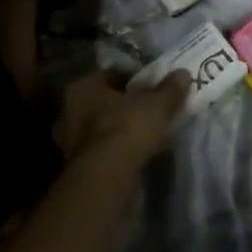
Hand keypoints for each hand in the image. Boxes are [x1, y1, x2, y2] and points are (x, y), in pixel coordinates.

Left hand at [53, 70, 188, 169]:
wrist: (107, 177)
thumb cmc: (128, 128)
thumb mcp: (157, 104)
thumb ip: (170, 89)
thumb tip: (183, 74)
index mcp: (83, 86)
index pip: (113, 76)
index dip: (137, 81)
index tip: (154, 89)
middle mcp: (70, 109)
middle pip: (106, 102)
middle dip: (126, 107)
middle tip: (150, 112)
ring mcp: (69, 140)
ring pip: (102, 127)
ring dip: (121, 130)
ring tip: (147, 136)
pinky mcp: (76, 167)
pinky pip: (102, 150)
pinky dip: (117, 150)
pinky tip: (136, 155)